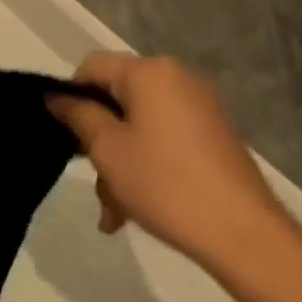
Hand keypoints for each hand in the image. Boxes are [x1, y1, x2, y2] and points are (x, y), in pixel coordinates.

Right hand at [48, 54, 285, 266]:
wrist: (244, 234)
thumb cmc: (165, 183)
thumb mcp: (108, 150)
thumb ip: (79, 116)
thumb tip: (57, 97)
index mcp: (149, 72)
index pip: (93, 67)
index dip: (71, 97)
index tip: (64, 136)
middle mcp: (177, 78)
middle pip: (118, 99)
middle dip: (99, 141)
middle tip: (94, 183)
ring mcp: (200, 107)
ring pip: (140, 125)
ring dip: (120, 161)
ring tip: (116, 213)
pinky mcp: (214, 135)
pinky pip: (165, 139)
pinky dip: (147, 164)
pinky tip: (138, 208)